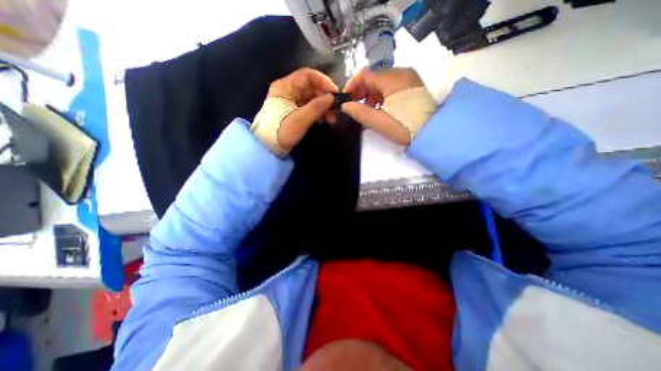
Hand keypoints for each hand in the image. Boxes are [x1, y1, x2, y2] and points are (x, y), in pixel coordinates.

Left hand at [251, 66, 336, 154]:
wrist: (268, 147)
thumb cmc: (281, 131)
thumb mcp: (300, 119)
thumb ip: (317, 107)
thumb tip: (332, 97)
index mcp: (285, 87)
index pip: (307, 75)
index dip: (323, 81)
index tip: (335, 93)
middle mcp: (288, 90)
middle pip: (311, 87)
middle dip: (325, 98)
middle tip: (335, 110)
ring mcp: (290, 102)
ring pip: (311, 98)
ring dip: (323, 107)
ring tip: (331, 119)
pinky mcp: (293, 112)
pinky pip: (308, 108)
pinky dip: (317, 113)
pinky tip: (323, 121)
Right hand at [341, 67, 437, 145]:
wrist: (433, 132)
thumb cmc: (404, 126)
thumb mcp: (379, 121)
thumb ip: (359, 112)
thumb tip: (345, 105)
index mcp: (392, 78)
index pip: (365, 74)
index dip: (352, 85)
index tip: (346, 99)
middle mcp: (401, 72)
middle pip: (374, 77)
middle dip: (362, 91)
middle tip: (355, 106)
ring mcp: (409, 78)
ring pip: (383, 81)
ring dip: (371, 94)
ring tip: (368, 110)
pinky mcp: (413, 86)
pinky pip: (392, 86)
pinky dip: (382, 95)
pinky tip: (380, 107)